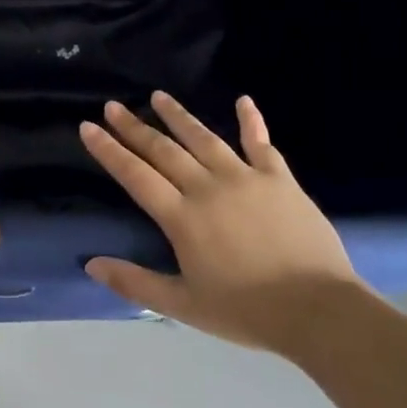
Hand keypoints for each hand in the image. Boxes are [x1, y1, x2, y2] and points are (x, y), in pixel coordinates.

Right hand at [80, 92, 358, 352]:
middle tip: (113, 106)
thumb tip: (90, 264)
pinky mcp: (279, 180)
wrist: (318, 310)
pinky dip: (252, 121)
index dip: (109, 150)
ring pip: (204, 138)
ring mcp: (246, 178)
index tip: (88, 127)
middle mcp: (207, 188)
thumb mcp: (183, 305)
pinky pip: (261, 144)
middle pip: (163, 150)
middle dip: (134, 126)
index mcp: (182, 217)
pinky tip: (244, 101)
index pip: (135, 175)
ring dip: (178, 116)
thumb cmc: (246, 311)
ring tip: (158, 96)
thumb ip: (135, 282)